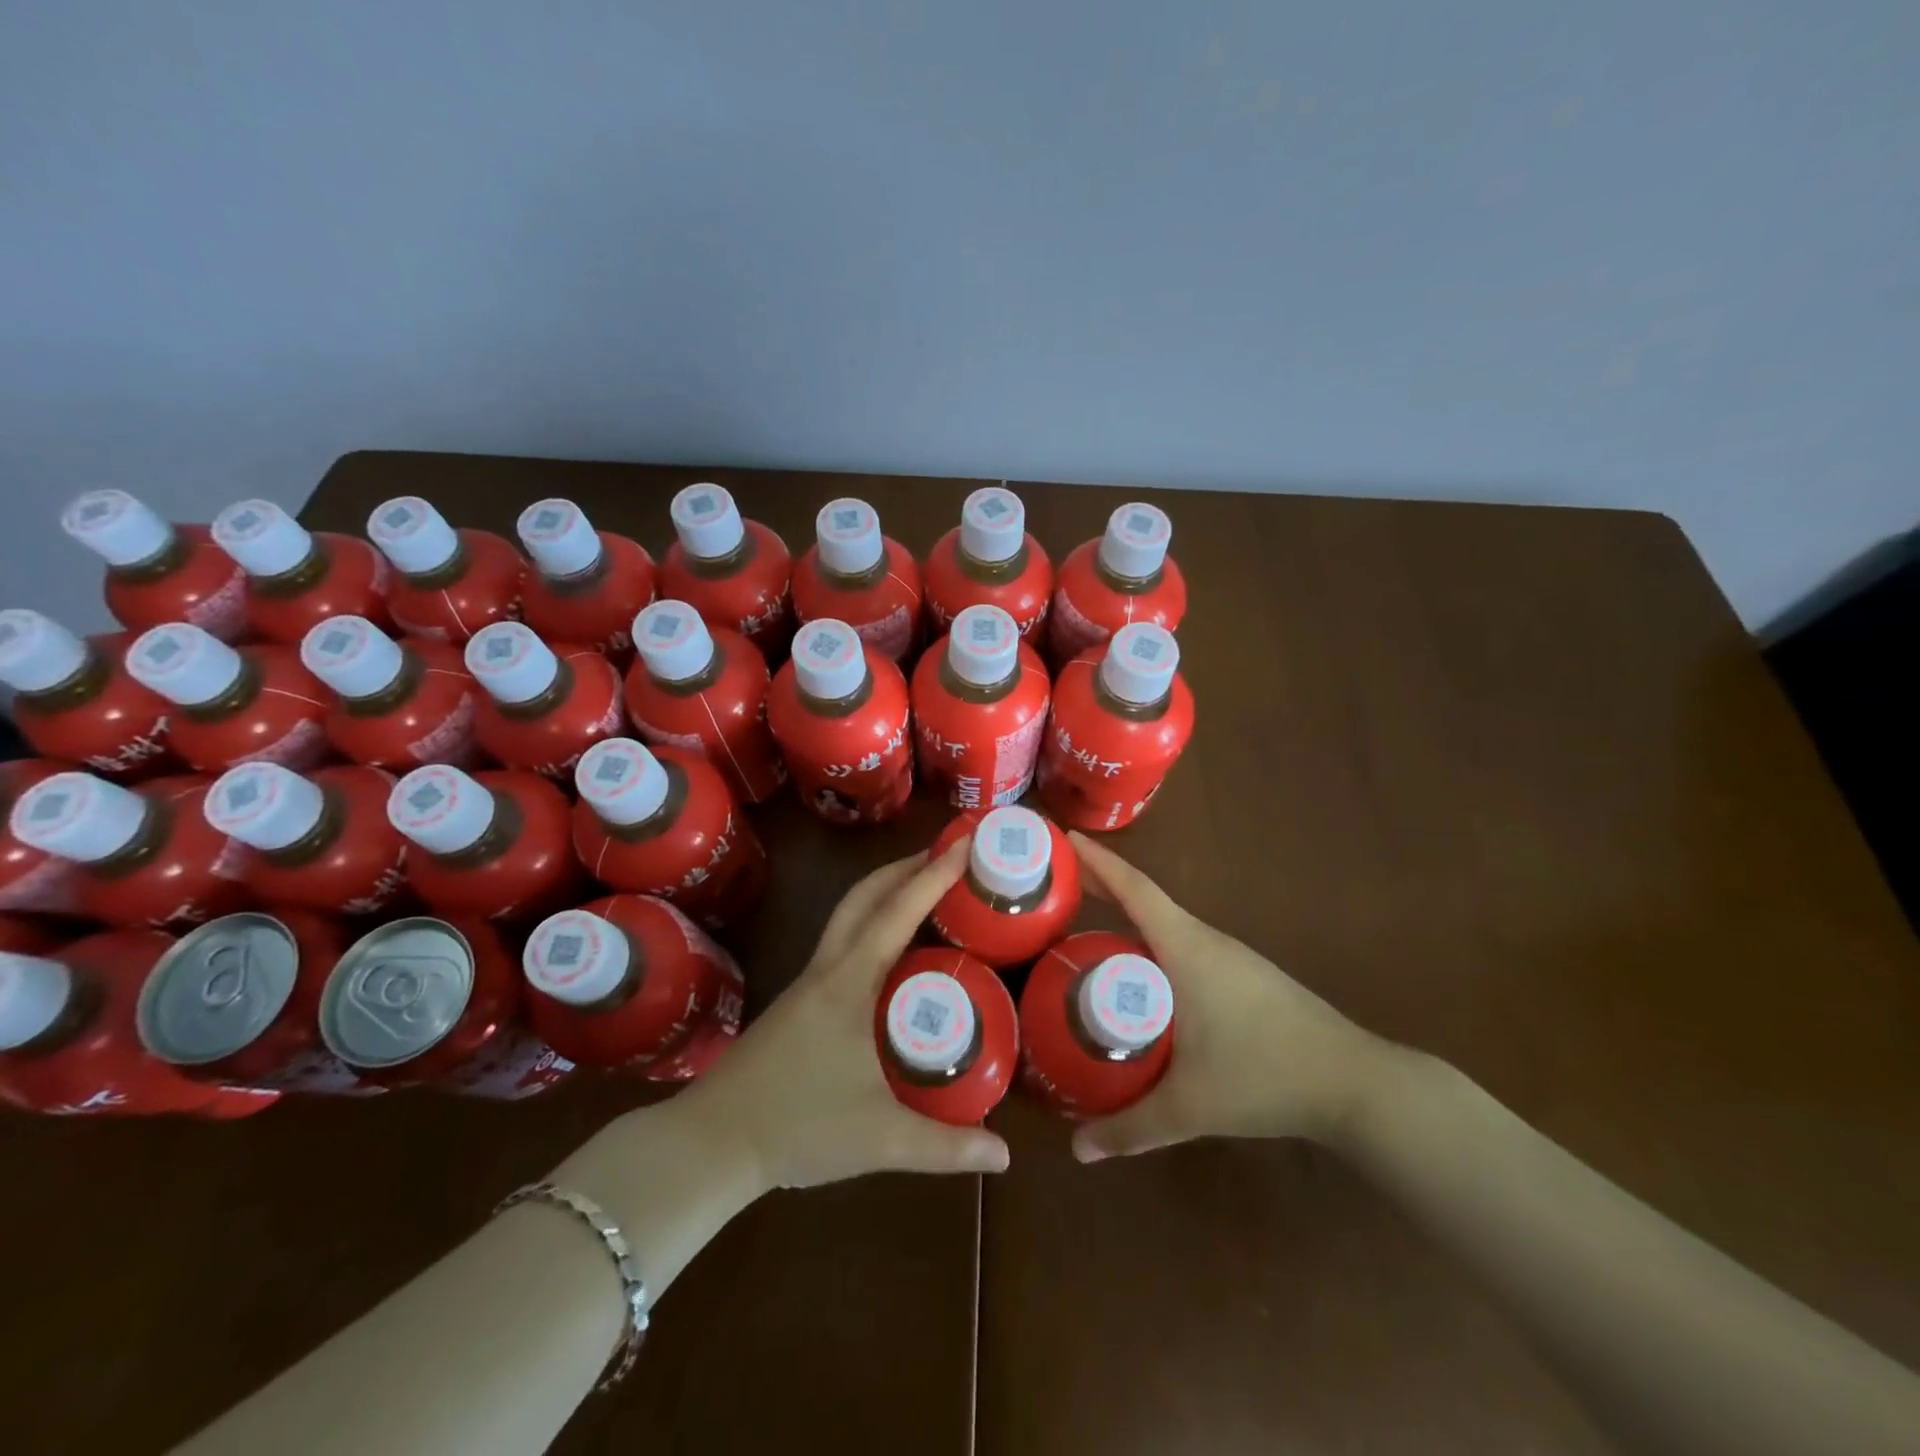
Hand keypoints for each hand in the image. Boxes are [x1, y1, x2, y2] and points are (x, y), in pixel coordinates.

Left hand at [682, 838, 1011, 1190]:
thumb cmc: (797, 1128)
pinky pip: (844, 940)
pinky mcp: (799, 1001)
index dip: (934, 875)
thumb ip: (945, 1148)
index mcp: (849, 982)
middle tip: (949, 855)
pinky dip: (872, 921)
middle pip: (865, 896)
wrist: (712, 1142)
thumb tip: (1005, 1156)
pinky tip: (892, 949)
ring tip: (926, 889)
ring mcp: (809, 982)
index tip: (965, 843)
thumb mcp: (880, 1139)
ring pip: (849, 914)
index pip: (898, 912)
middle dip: (906, 866)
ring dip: (886, 890)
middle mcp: (828, 968)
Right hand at [1068, 832, 1397, 1162]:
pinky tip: (1142, 976)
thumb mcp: (1190, 1106)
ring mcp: (1230, 957)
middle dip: (1102, 887)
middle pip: (1145, 900)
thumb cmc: (1266, 1076)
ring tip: (1087, 930)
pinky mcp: (1244, 977)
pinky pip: (1184, 946)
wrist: (1357, 1084)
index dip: (1098, 862)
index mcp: (1187, 948)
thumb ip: (1131, 1128)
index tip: (1066, 839)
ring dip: (1128, 918)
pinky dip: (1152, 944)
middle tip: (1057, 889)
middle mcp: (1206, 941)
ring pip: (1166, 926)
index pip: (1134, 890)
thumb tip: (1077, 1151)